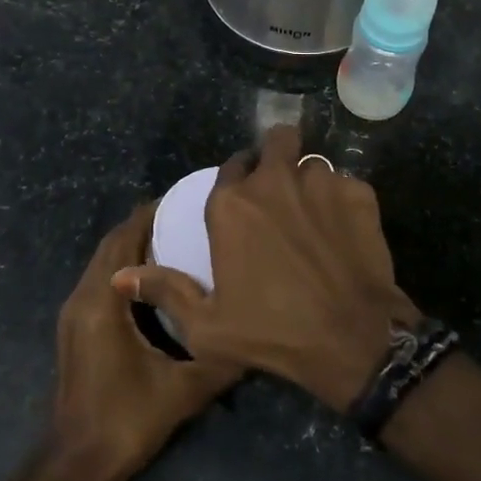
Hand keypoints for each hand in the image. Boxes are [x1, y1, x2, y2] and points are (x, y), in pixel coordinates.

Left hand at [52, 205, 241, 480]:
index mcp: (102, 302)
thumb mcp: (183, 389)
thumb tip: (257, 331)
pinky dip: (125, 267)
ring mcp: (74, 313)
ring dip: (133, 244)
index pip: (125, 238)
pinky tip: (155, 278)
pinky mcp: (75, 327)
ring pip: (103, 262)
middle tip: (186, 215)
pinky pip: (101, 280)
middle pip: (112, 244)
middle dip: (144, 224)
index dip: (151, 214)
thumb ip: (221, 358)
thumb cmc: (126, 420)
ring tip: (175, 237)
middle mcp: (82, 298)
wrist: (76, 463)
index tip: (185, 199)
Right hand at [113, 127, 416, 411]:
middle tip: (281, 189)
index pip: (231, 164)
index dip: (238, 177)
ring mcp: (322, 182)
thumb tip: (119, 277)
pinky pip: (346, 184)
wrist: (352, 340)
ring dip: (309, 181)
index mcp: (231, 204)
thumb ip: (164, 290)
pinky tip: (344, 231)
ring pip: (313, 163)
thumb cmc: (272, 333)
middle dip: (277, 155)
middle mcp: (274, 181)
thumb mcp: (206, 326)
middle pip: (277, 140)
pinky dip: (343, 201)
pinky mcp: (360, 193)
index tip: (244, 197)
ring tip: (314, 215)